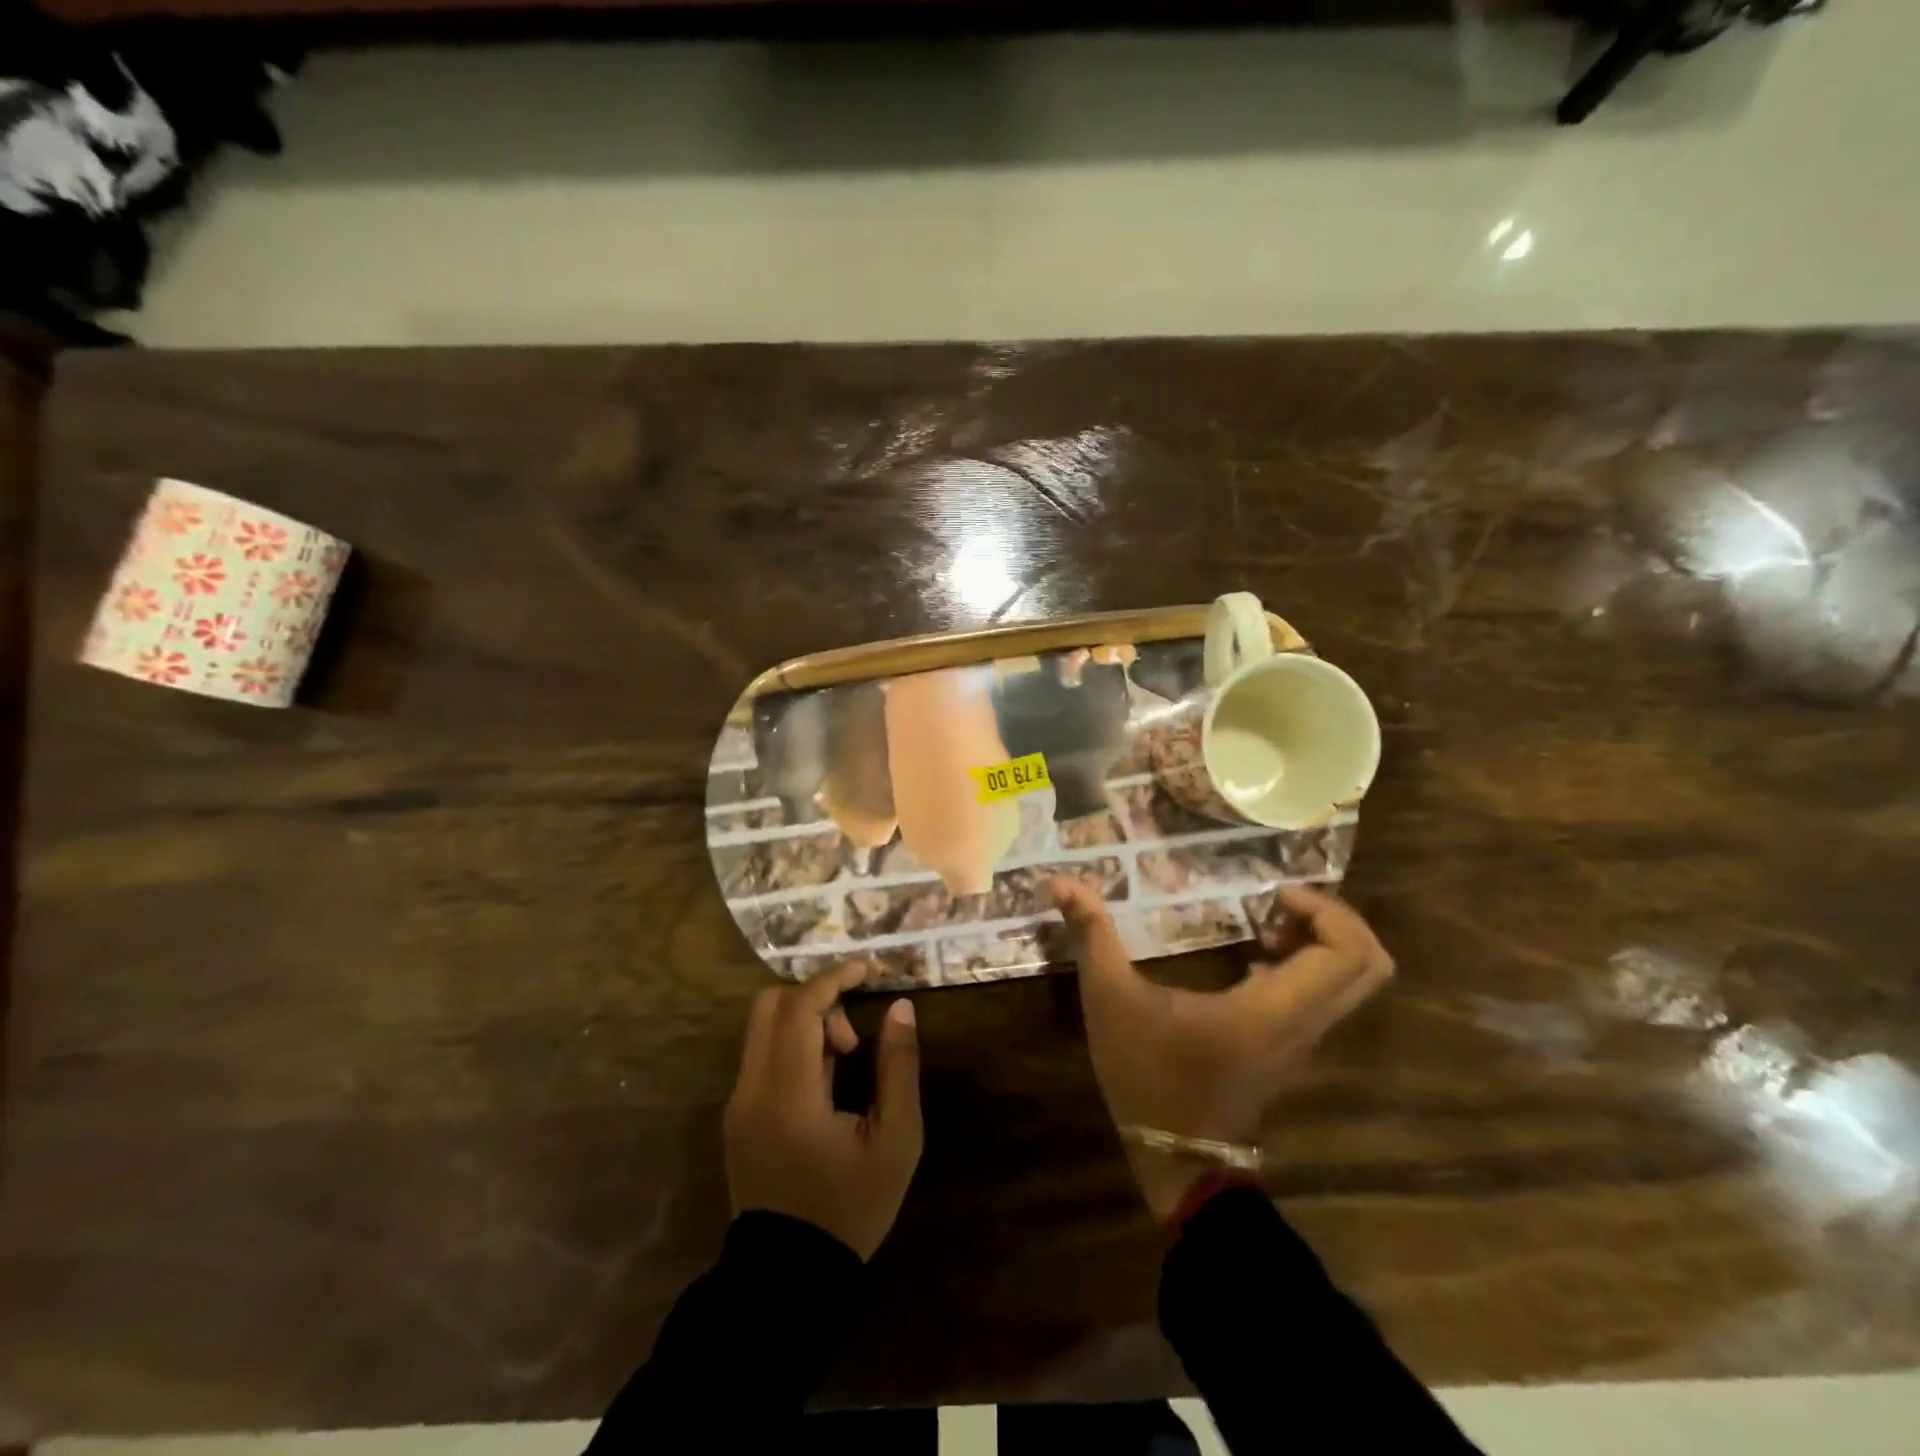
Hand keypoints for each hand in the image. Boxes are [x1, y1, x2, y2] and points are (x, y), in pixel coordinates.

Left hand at [724, 962, 923, 1260]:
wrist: (788, 1281)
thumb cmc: (849, 1210)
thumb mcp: (895, 1141)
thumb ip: (899, 1068)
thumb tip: (901, 1008)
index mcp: (788, 1094)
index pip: (799, 1007)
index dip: (834, 977)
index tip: (869, 969)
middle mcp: (751, 1089)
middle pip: (770, 1004)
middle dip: (817, 997)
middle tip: (853, 1035)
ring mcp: (738, 1102)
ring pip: (762, 1027)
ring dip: (805, 1021)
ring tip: (844, 1061)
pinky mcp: (737, 1115)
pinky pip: (761, 1054)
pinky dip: (793, 1043)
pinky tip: (825, 1080)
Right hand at [1052, 880, 1393, 1221]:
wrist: (1177, 1163)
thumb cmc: (1148, 1078)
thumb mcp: (1110, 1000)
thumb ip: (1091, 936)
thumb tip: (1062, 881)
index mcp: (1272, 1010)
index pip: (1349, 955)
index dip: (1326, 912)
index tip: (1272, 896)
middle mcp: (1303, 1024)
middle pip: (1369, 964)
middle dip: (1334, 920)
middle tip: (1276, 904)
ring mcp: (1303, 1040)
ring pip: (1353, 983)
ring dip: (1322, 942)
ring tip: (1263, 924)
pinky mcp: (1291, 1047)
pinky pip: (1327, 997)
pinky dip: (1308, 965)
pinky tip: (1252, 957)